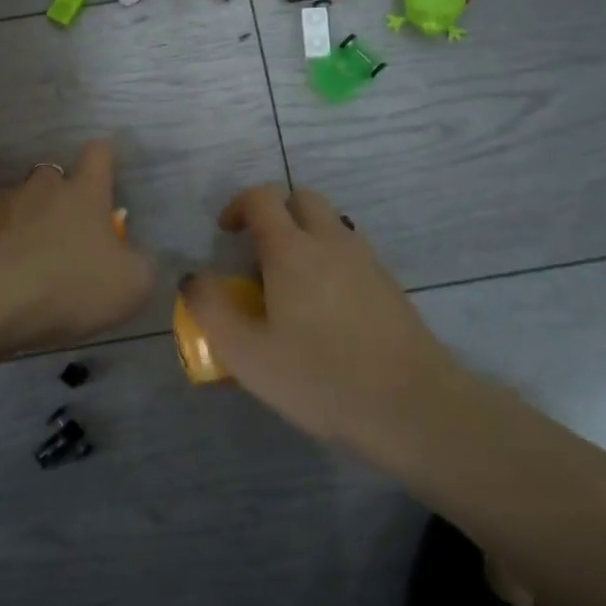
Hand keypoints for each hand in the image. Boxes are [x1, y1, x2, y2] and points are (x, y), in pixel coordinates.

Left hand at [0, 139, 155, 358]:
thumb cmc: (68, 285)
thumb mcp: (130, 285)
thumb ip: (140, 264)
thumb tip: (137, 256)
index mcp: (84, 193)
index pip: (98, 155)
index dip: (104, 156)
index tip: (106, 160)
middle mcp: (41, 188)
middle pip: (52, 176)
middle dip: (57, 194)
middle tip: (64, 227)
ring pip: (16, 203)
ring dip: (22, 222)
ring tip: (24, 258)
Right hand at [180, 185, 461, 456]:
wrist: (412, 407)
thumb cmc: (320, 378)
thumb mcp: (247, 354)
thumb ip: (211, 308)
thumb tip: (193, 277)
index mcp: (292, 249)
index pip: (262, 198)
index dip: (238, 206)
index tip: (225, 234)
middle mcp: (331, 241)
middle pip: (301, 198)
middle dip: (275, 213)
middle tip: (258, 254)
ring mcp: (366, 260)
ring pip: (330, 224)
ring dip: (304, 235)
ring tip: (289, 286)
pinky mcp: (388, 284)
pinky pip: (350, 251)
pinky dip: (329, 259)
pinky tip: (324, 309)